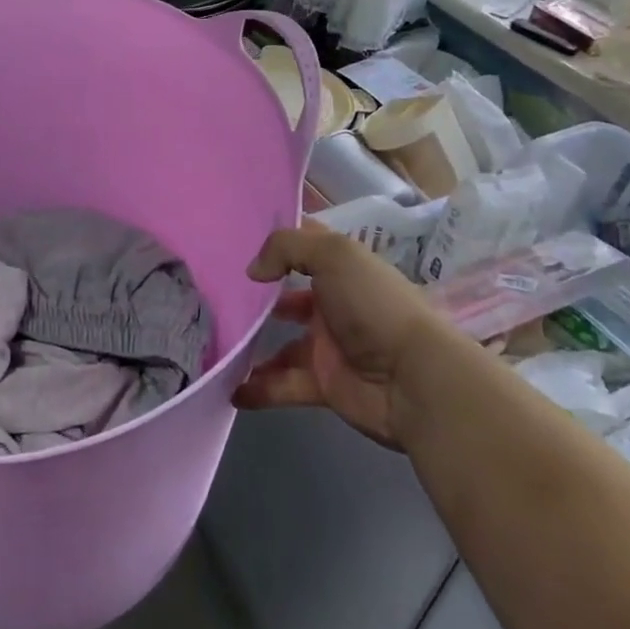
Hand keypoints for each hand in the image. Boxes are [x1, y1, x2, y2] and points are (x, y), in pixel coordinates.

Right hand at [232, 225, 453, 449]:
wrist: (415, 380)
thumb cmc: (374, 305)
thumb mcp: (334, 255)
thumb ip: (286, 248)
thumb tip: (254, 272)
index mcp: (341, 271)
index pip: (303, 247)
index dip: (274, 241)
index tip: (233, 239)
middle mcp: (333, 304)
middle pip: (285, 297)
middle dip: (255, 298)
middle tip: (214, 297)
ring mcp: (328, 346)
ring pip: (281, 344)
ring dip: (251, 346)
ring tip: (216, 344)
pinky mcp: (324, 385)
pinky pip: (283, 384)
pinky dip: (258, 389)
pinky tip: (230, 389)